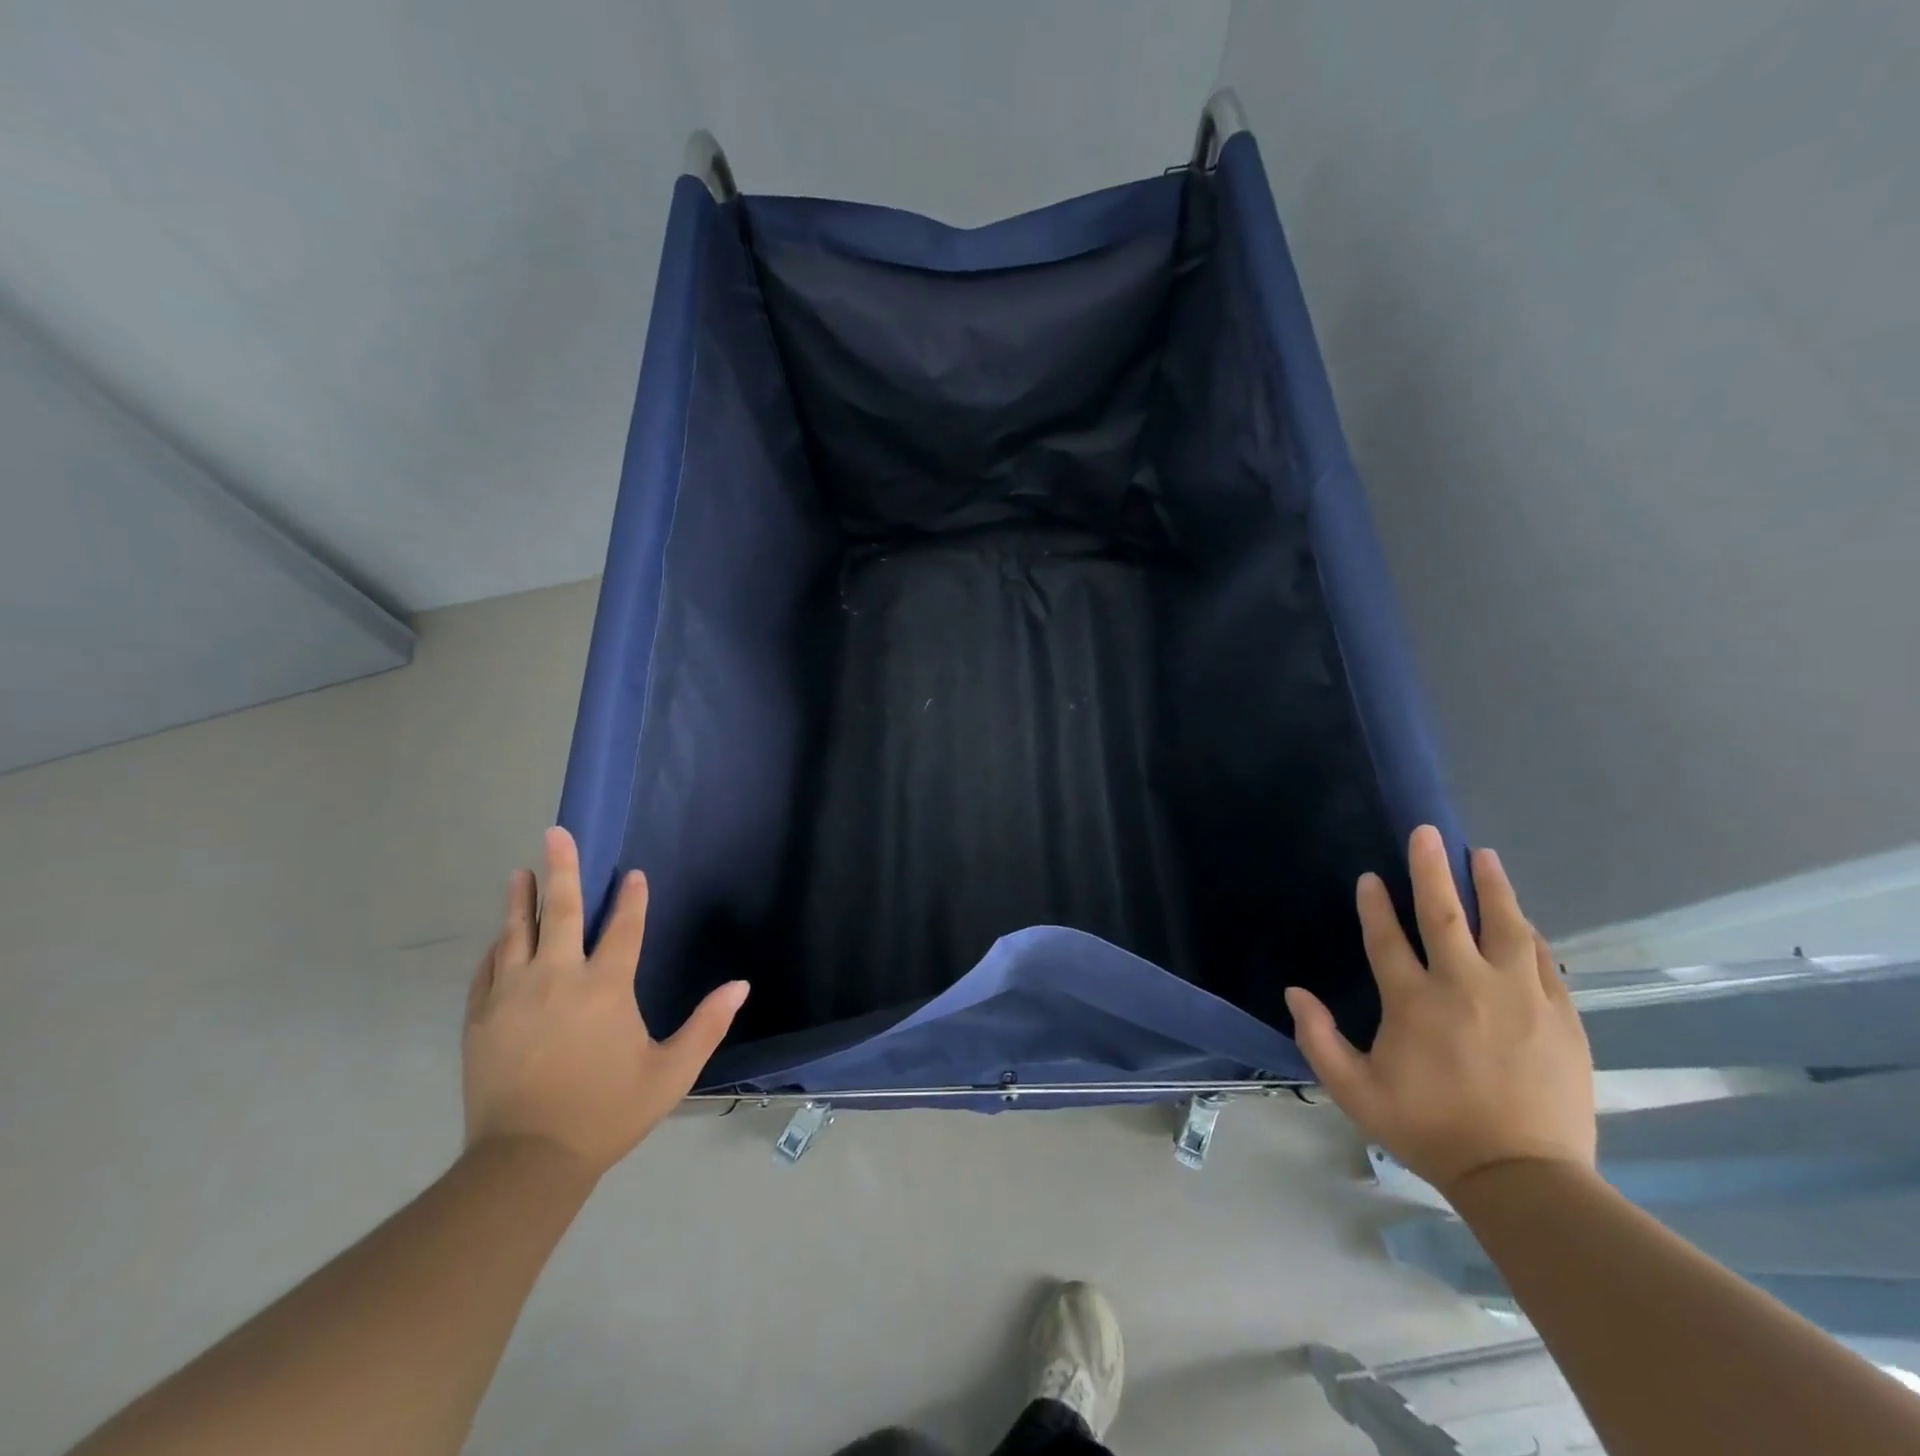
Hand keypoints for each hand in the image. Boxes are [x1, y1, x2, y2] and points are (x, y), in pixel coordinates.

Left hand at [462, 827, 747, 1179]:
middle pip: (561, 912)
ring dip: (522, 900)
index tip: (633, 874)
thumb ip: (707, 1025)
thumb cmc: (607, 1112)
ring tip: (521, 872)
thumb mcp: (671, 1073)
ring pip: (516, 934)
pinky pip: (487, 970)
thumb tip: (741, 985)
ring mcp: (512, 996)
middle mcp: (557, 978)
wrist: (525, 1161)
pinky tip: (500, 937)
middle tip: (555, 833)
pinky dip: (497, 948)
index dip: (632, 899)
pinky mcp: (481, 1019)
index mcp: (605, 988)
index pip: (623, 928)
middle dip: (562, 869)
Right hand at [1285, 826, 1594, 1198]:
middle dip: (1432, 869)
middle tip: (1429, 833)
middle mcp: (1464, 986)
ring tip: (1483, 856)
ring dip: (1490, 886)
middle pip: (1444, 913)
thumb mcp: (1355, 1092)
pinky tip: (1521, 918)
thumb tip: (1294, 991)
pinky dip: (1527, 932)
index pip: (1387, 937)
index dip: (1375, 904)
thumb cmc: (1429, 1129)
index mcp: (1413, 1002)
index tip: (1371, 878)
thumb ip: (1318, 1039)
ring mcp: (1518, 996)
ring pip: (1503, 925)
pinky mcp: (1559, 1014)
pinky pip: (1542, 958)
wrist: (1523, 1177)